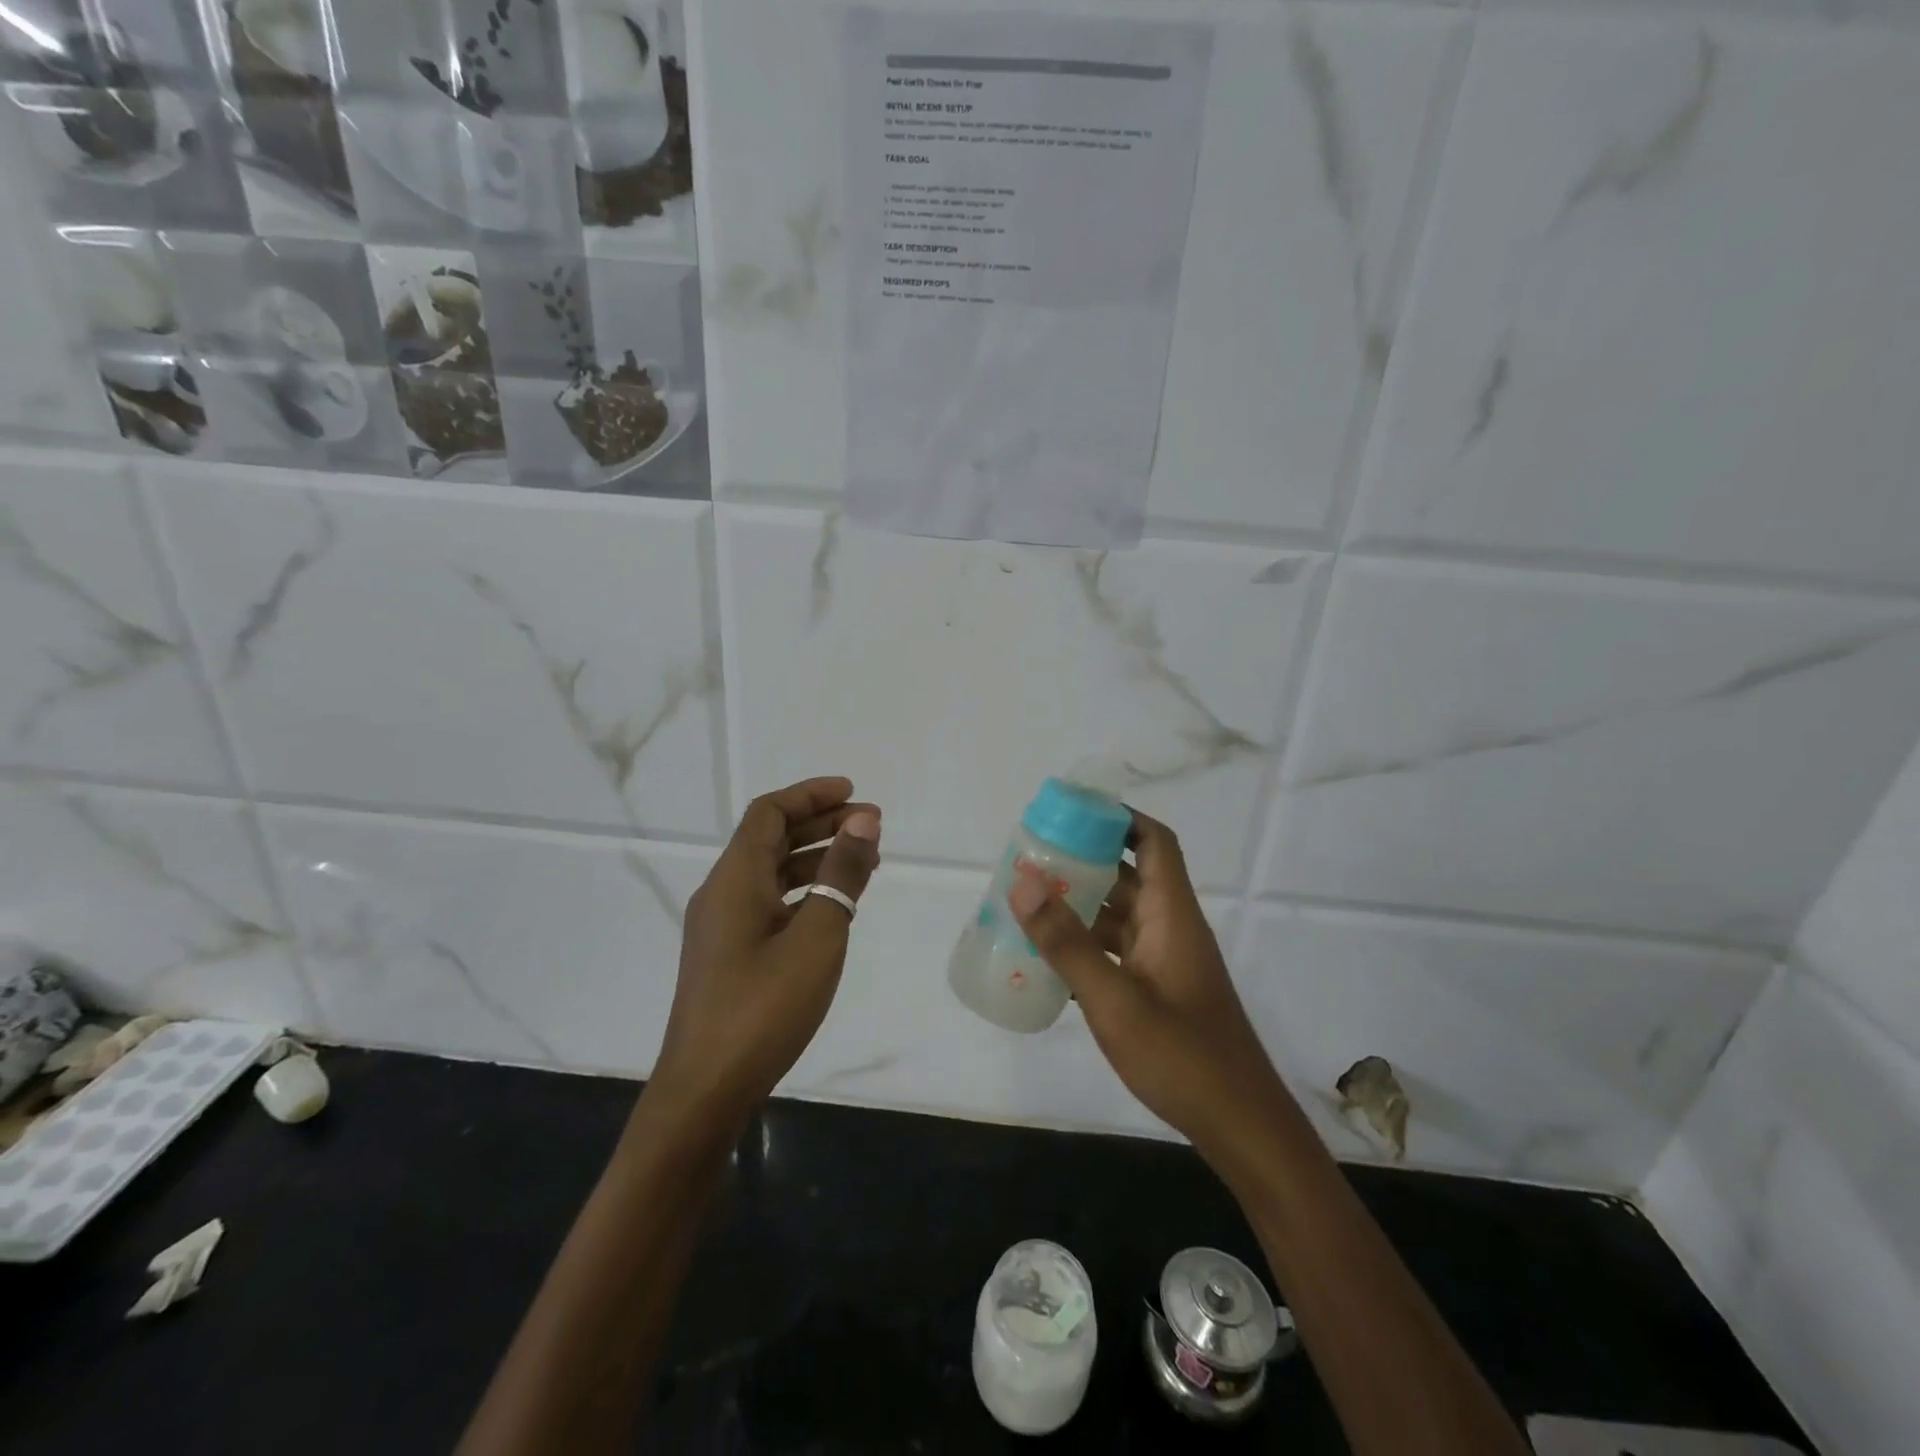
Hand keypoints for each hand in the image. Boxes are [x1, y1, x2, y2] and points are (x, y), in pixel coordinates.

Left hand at [644, 777, 880, 1137]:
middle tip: (872, 827)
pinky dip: (804, 891)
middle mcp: (723, 893)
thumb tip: (863, 822)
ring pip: (772, 872)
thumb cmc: (764, 1008)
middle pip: (771, 838)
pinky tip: (834, 907)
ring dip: (816, 858)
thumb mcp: (818, 937)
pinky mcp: (728, 955)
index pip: (770, 812)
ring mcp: (722, 926)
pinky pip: (770, 902)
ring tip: (865, 863)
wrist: (706, 1091)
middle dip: (821, 824)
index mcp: (735, 879)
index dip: (811, 795)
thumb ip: (841, 875)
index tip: (854, 794)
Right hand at [1008, 810, 1287, 1169]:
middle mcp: (1169, 927)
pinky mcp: (1157, 991)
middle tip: (1030, 858)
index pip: (1153, 842)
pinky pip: (1115, 951)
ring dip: (1079, 905)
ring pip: (1118, 915)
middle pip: (1128, 874)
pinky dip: (1085, 945)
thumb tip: (1023, 880)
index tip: (1071, 813)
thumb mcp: (1115, 1000)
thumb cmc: (1183, 1057)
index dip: (1119, 817)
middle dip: (1082, 861)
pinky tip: (1046, 958)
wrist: (1240, 1128)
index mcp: (1171, 914)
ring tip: (1026, 902)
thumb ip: (1067, 942)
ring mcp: (1164, 961)